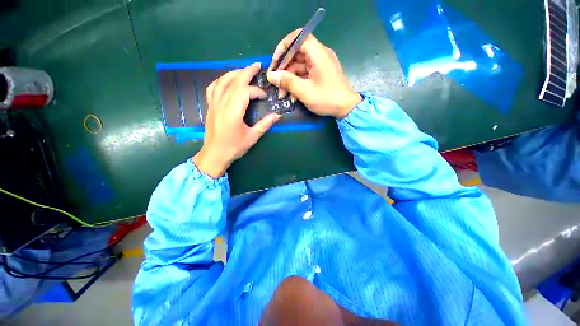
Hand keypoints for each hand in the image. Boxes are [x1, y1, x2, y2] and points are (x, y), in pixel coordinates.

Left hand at [193, 63, 280, 177]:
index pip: (245, 92)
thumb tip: (277, 115)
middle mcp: (221, 104)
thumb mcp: (252, 137)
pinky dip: (221, 80)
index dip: (256, 91)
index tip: (265, 96)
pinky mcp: (210, 106)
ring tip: (244, 70)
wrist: (214, 155)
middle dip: (246, 72)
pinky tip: (227, 80)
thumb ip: (264, 124)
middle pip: (234, 82)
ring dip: (234, 73)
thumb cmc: (234, 147)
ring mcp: (213, 103)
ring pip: (222, 81)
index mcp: (232, 112)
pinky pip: (213, 87)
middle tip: (257, 65)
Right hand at [267, 29, 361, 118]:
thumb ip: (287, 82)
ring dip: (289, 79)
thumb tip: (271, 76)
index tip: (275, 62)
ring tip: (281, 93)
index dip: (284, 47)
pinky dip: (297, 82)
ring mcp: (320, 65)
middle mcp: (319, 55)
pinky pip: (305, 74)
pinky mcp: (320, 74)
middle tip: (275, 81)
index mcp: (318, 54)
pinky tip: (291, 95)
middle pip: (297, 54)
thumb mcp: (305, 91)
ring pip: (299, 66)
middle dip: (284, 68)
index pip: (298, 38)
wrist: (346, 108)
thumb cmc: (327, 99)